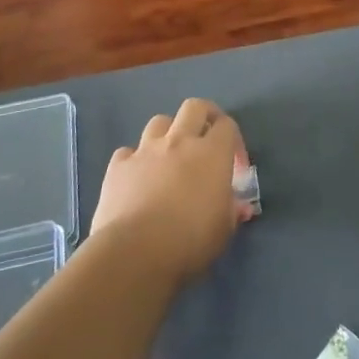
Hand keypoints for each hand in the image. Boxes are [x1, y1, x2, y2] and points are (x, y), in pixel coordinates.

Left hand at [91, 99, 253, 282]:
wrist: (135, 252)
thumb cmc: (190, 240)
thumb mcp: (224, 230)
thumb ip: (232, 211)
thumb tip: (239, 207)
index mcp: (211, 153)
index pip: (227, 125)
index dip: (234, 141)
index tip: (235, 167)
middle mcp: (179, 141)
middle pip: (194, 107)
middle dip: (203, 117)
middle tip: (206, 141)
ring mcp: (145, 150)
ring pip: (159, 122)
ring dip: (168, 134)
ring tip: (170, 157)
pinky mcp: (118, 165)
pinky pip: (128, 151)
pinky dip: (135, 160)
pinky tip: (138, 178)